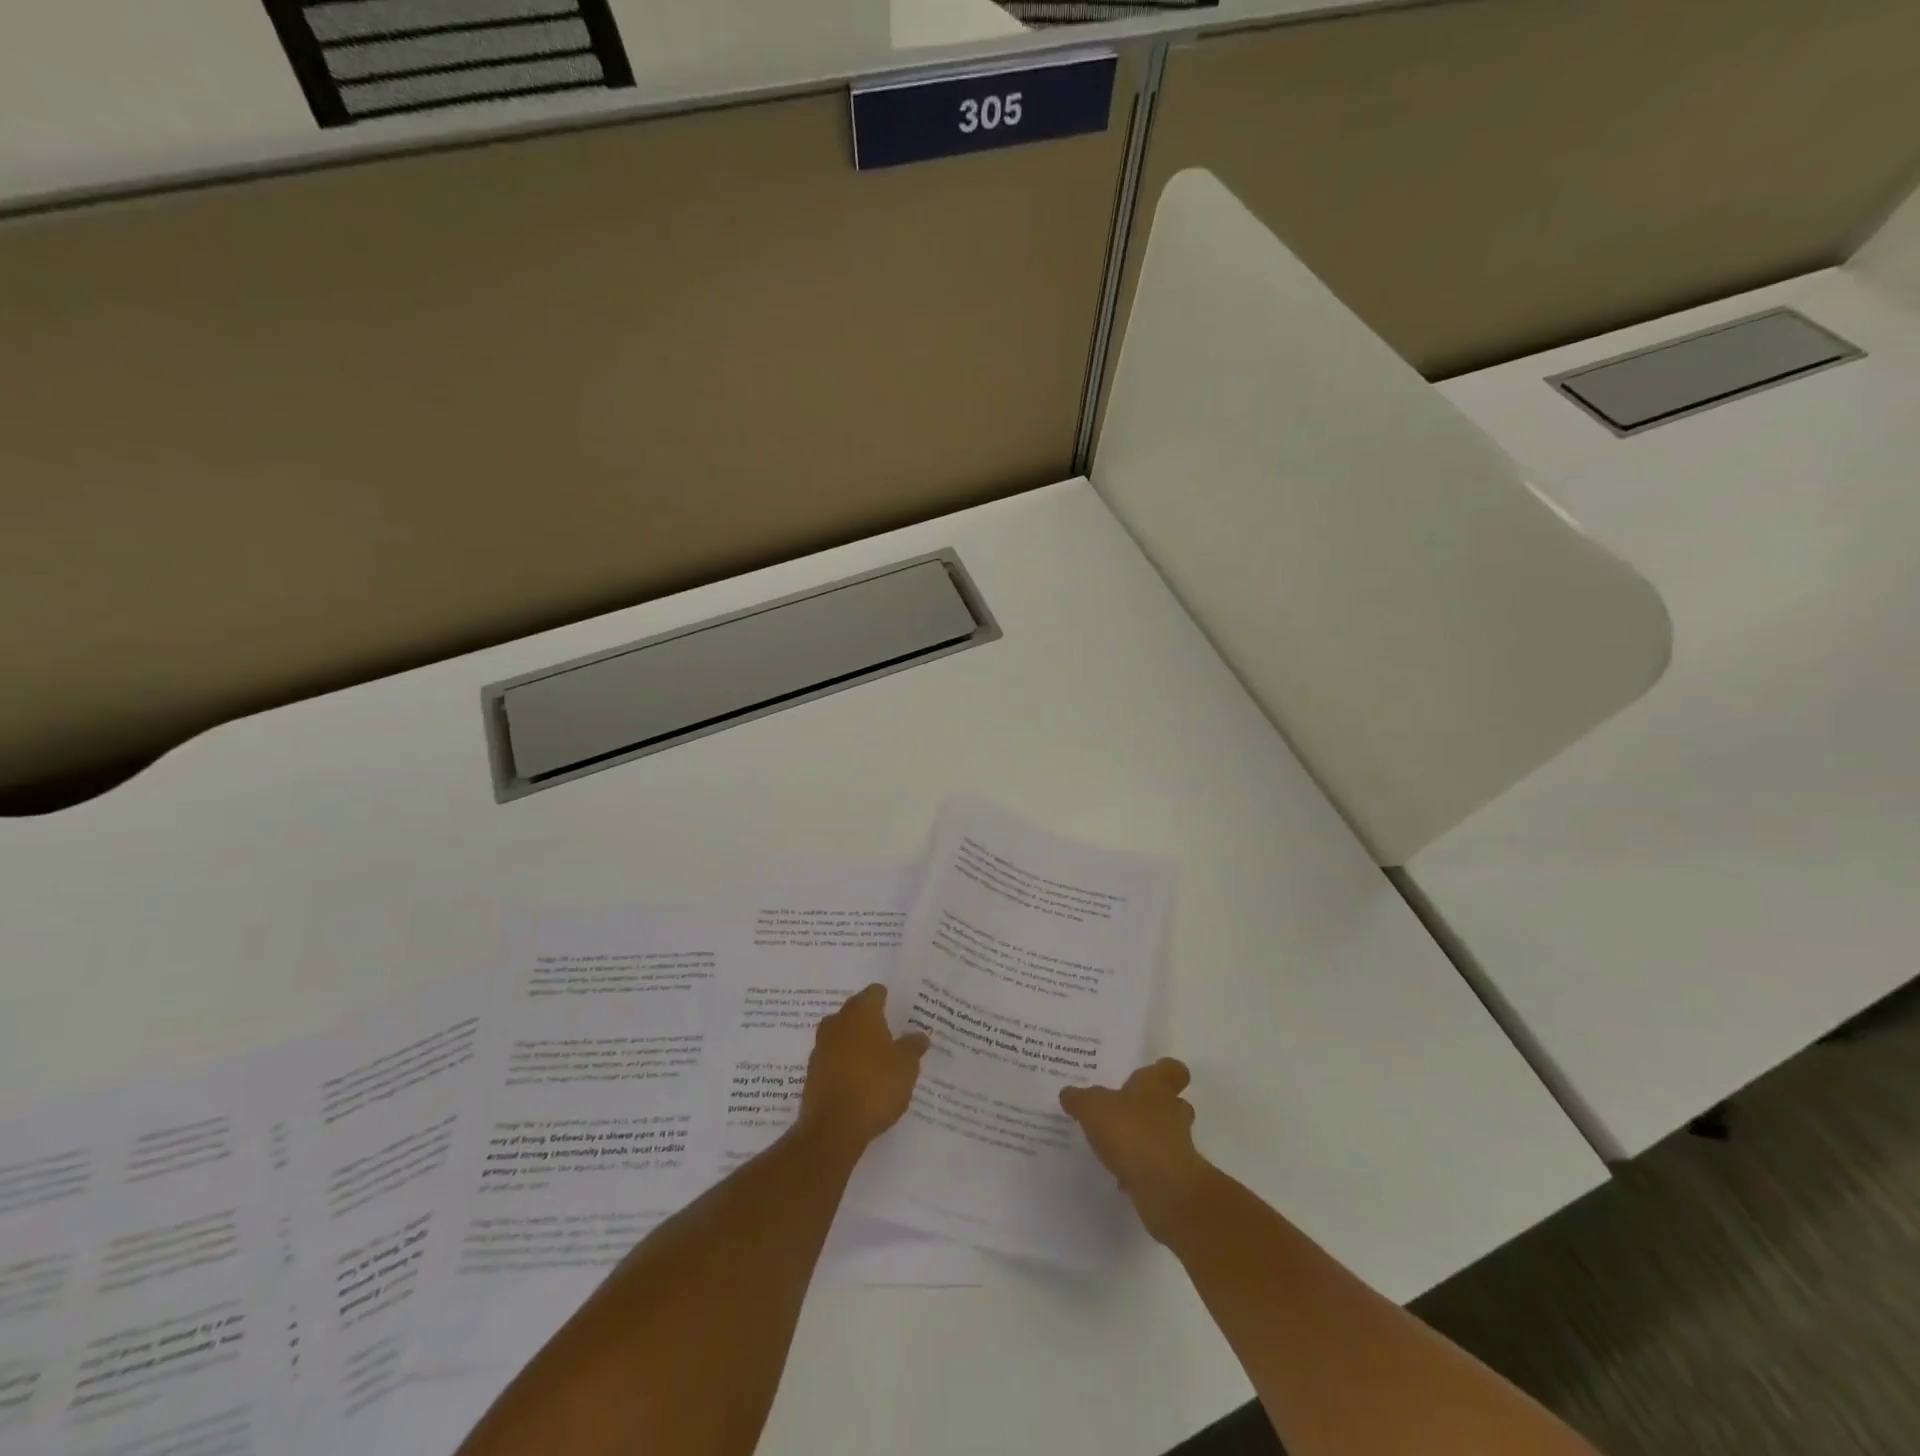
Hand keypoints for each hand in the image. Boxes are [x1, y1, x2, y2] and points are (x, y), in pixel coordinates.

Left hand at [797, 984, 929, 1152]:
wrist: (833, 1129)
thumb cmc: (875, 1086)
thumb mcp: (906, 1066)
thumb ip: (913, 1046)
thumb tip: (919, 1035)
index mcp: (860, 1012)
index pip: (875, 993)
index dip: (887, 999)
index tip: (899, 1009)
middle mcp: (837, 1022)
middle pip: (855, 1012)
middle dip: (870, 1021)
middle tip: (890, 1034)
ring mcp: (820, 1048)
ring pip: (842, 1036)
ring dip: (855, 1044)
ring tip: (876, 1059)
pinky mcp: (812, 1073)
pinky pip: (833, 1060)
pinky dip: (845, 1064)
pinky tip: (859, 1080)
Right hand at [1060, 1058, 1210, 1241]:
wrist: (1164, 1188)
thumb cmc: (1131, 1132)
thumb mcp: (1092, 1107)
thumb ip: (1079, 1099)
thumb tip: (1068, 1094)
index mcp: (1157, 1087)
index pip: (1174, 1070)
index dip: (1164, 1070)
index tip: (1149, 1075)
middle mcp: (1173, 1112)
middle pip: (1174, 1104)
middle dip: (1155, 1108)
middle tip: (1129, 1109)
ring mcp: (1178, 1146)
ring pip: (1166, 1136)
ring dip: (1147, 1140)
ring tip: (1119, 1146)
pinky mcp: (1175, 1178)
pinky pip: (1157, 1168)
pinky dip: (1142, 1170)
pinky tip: (1121, 1176)